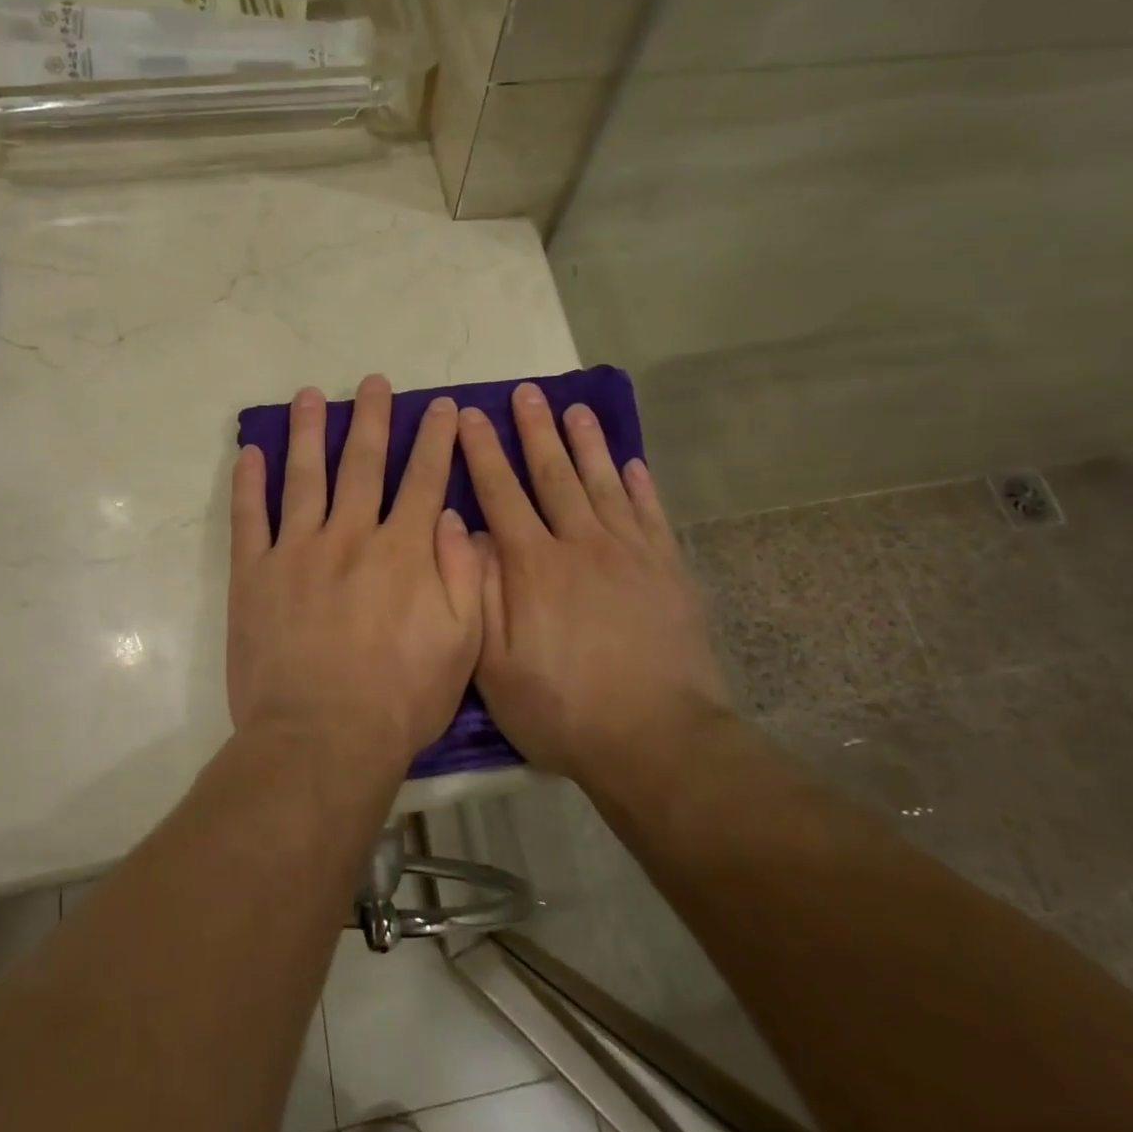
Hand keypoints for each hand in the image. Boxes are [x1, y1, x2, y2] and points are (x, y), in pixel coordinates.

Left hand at [227, 375, 482, 769]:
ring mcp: (297, 551)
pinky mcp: (255, 574)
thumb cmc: (401, 698)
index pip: (423, 479)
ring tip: (311, 396)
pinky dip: (249, 483)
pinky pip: (250, 518)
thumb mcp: (461, 644)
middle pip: (364, 463)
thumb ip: (464, 575)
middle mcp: (351, 535)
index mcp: (403, 551)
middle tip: (375, 382)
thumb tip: (452, 516)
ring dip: (309, 432)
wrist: (322, 739)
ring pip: (305, 476)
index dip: (435, 439)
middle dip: (373, 418)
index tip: (440, 407)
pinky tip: (251, 453)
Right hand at [459, 384, 728, 782]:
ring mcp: (630, 554)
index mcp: (534, 565)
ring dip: (588, 443)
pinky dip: (641, 485)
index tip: (472, 415)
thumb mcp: (495, 664)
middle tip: (528, 391)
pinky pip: (651, 514)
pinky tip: (634, 463)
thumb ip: (477, 592)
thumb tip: (465, 532)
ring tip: (577, 408)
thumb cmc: (563, 708)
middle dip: (536, 430)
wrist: (657, 740)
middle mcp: (581, 544)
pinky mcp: (668, 571)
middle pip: (554, 475)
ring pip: (604, 483)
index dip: (483, 452)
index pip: (501, 493)